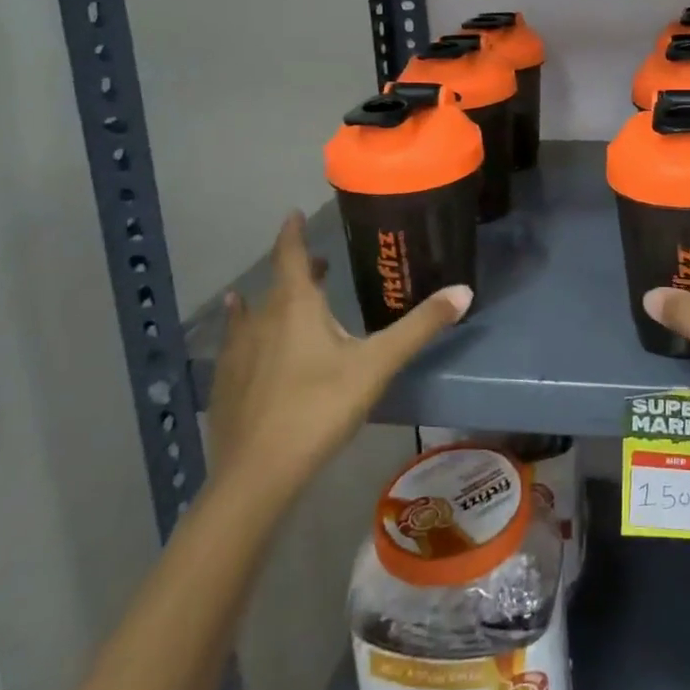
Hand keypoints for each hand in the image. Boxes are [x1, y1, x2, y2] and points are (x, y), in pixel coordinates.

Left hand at [208, 211, 470, 501]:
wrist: (257, 476)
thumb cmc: (320, 408)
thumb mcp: (378, 364)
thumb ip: (420, 326)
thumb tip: (464, 290)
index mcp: (296, 307)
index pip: (290, 255)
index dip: (292, 232)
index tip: (293, 213)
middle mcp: (262, 321)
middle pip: (277, 284)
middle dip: (297, 269)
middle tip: (317, 263)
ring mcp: (237, 354)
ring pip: (252, 314)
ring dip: (268, 300)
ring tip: (274, 296)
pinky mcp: (225, 386)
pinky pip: (235, 345)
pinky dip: (244, 332)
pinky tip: (241, 345)